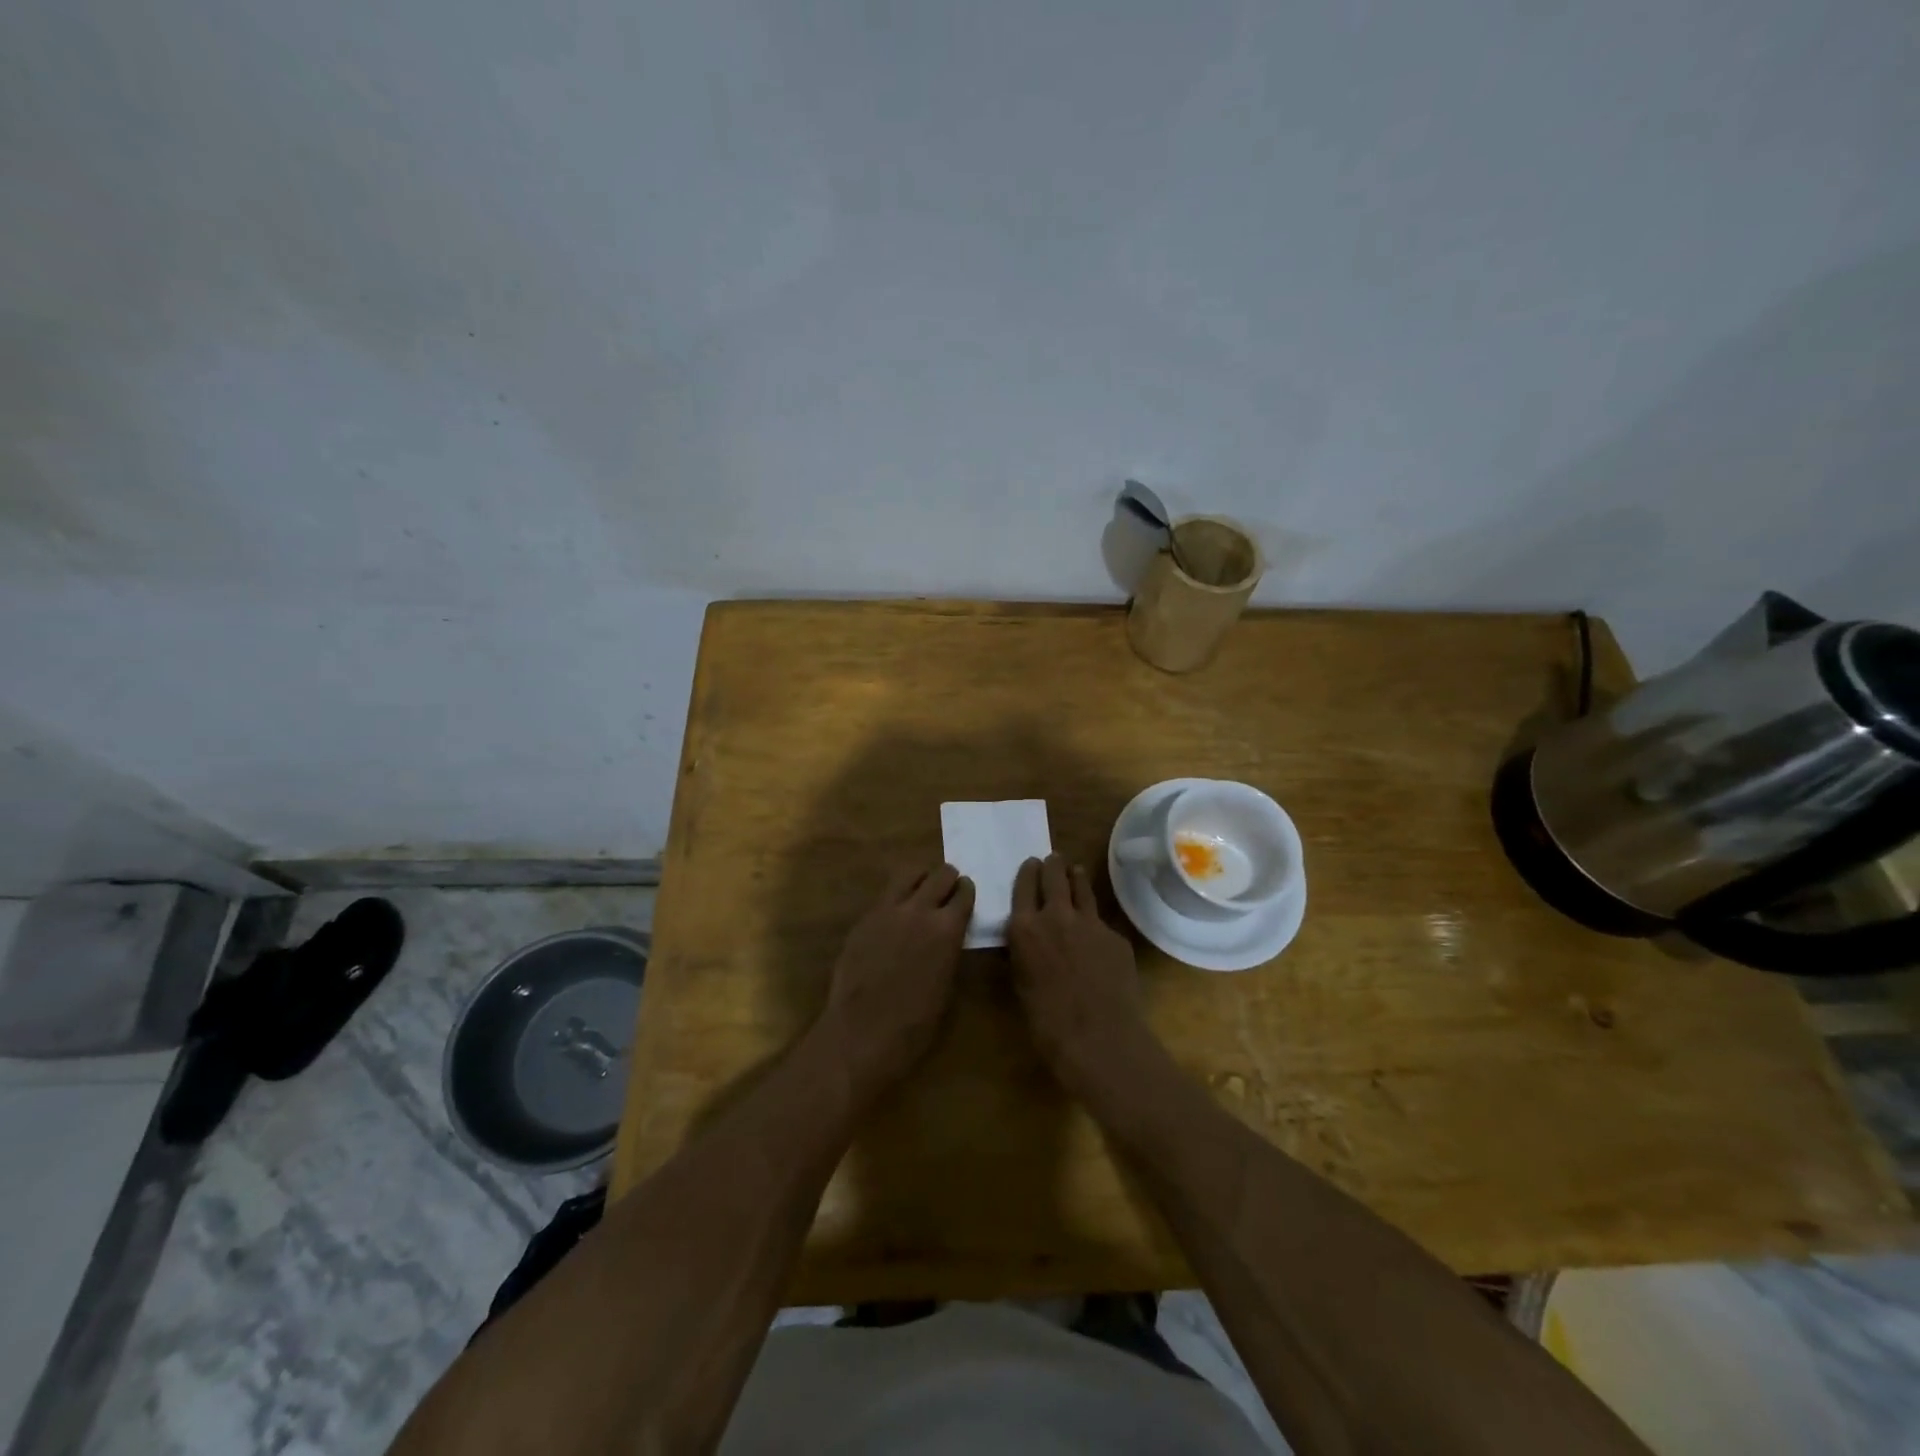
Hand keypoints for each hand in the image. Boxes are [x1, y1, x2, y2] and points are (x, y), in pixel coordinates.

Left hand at [818, 863, 973, 1106]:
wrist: (862, 1033)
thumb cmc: (915, 1024)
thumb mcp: (947, 985)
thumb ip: (949, 950)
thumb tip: (949, 936)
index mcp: (947, 929)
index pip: (964, 893)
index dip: (967, 892)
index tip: (966, 895)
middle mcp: (919, 910)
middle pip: (939, 874)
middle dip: (948, 879)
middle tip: (947, 890)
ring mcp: (886, 911)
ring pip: (908, 874)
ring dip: (921, 878)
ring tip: (922, 890)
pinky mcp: (863, 919)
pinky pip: (885, 895)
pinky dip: (896, 896)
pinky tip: (896, 914)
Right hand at [1007, 855, 1148, 1096]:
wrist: (1098, 1038)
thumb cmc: (1047, 1022)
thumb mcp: (1021, 983)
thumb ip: (1024, 952)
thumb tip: (1028, 940)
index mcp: (1025, 928)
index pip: (1024, 885)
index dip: (1028, 872)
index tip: (1031, 864)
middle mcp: (1056, 915)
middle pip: (1054, 876)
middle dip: (1052, 866)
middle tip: (1053, 860)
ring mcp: (1090, 923)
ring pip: (1082, 887)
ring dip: (1076, 877)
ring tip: (1075, 871)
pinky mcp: (1116, 936)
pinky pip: (1102, 922)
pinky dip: (1095, 922)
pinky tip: (1096, 934)